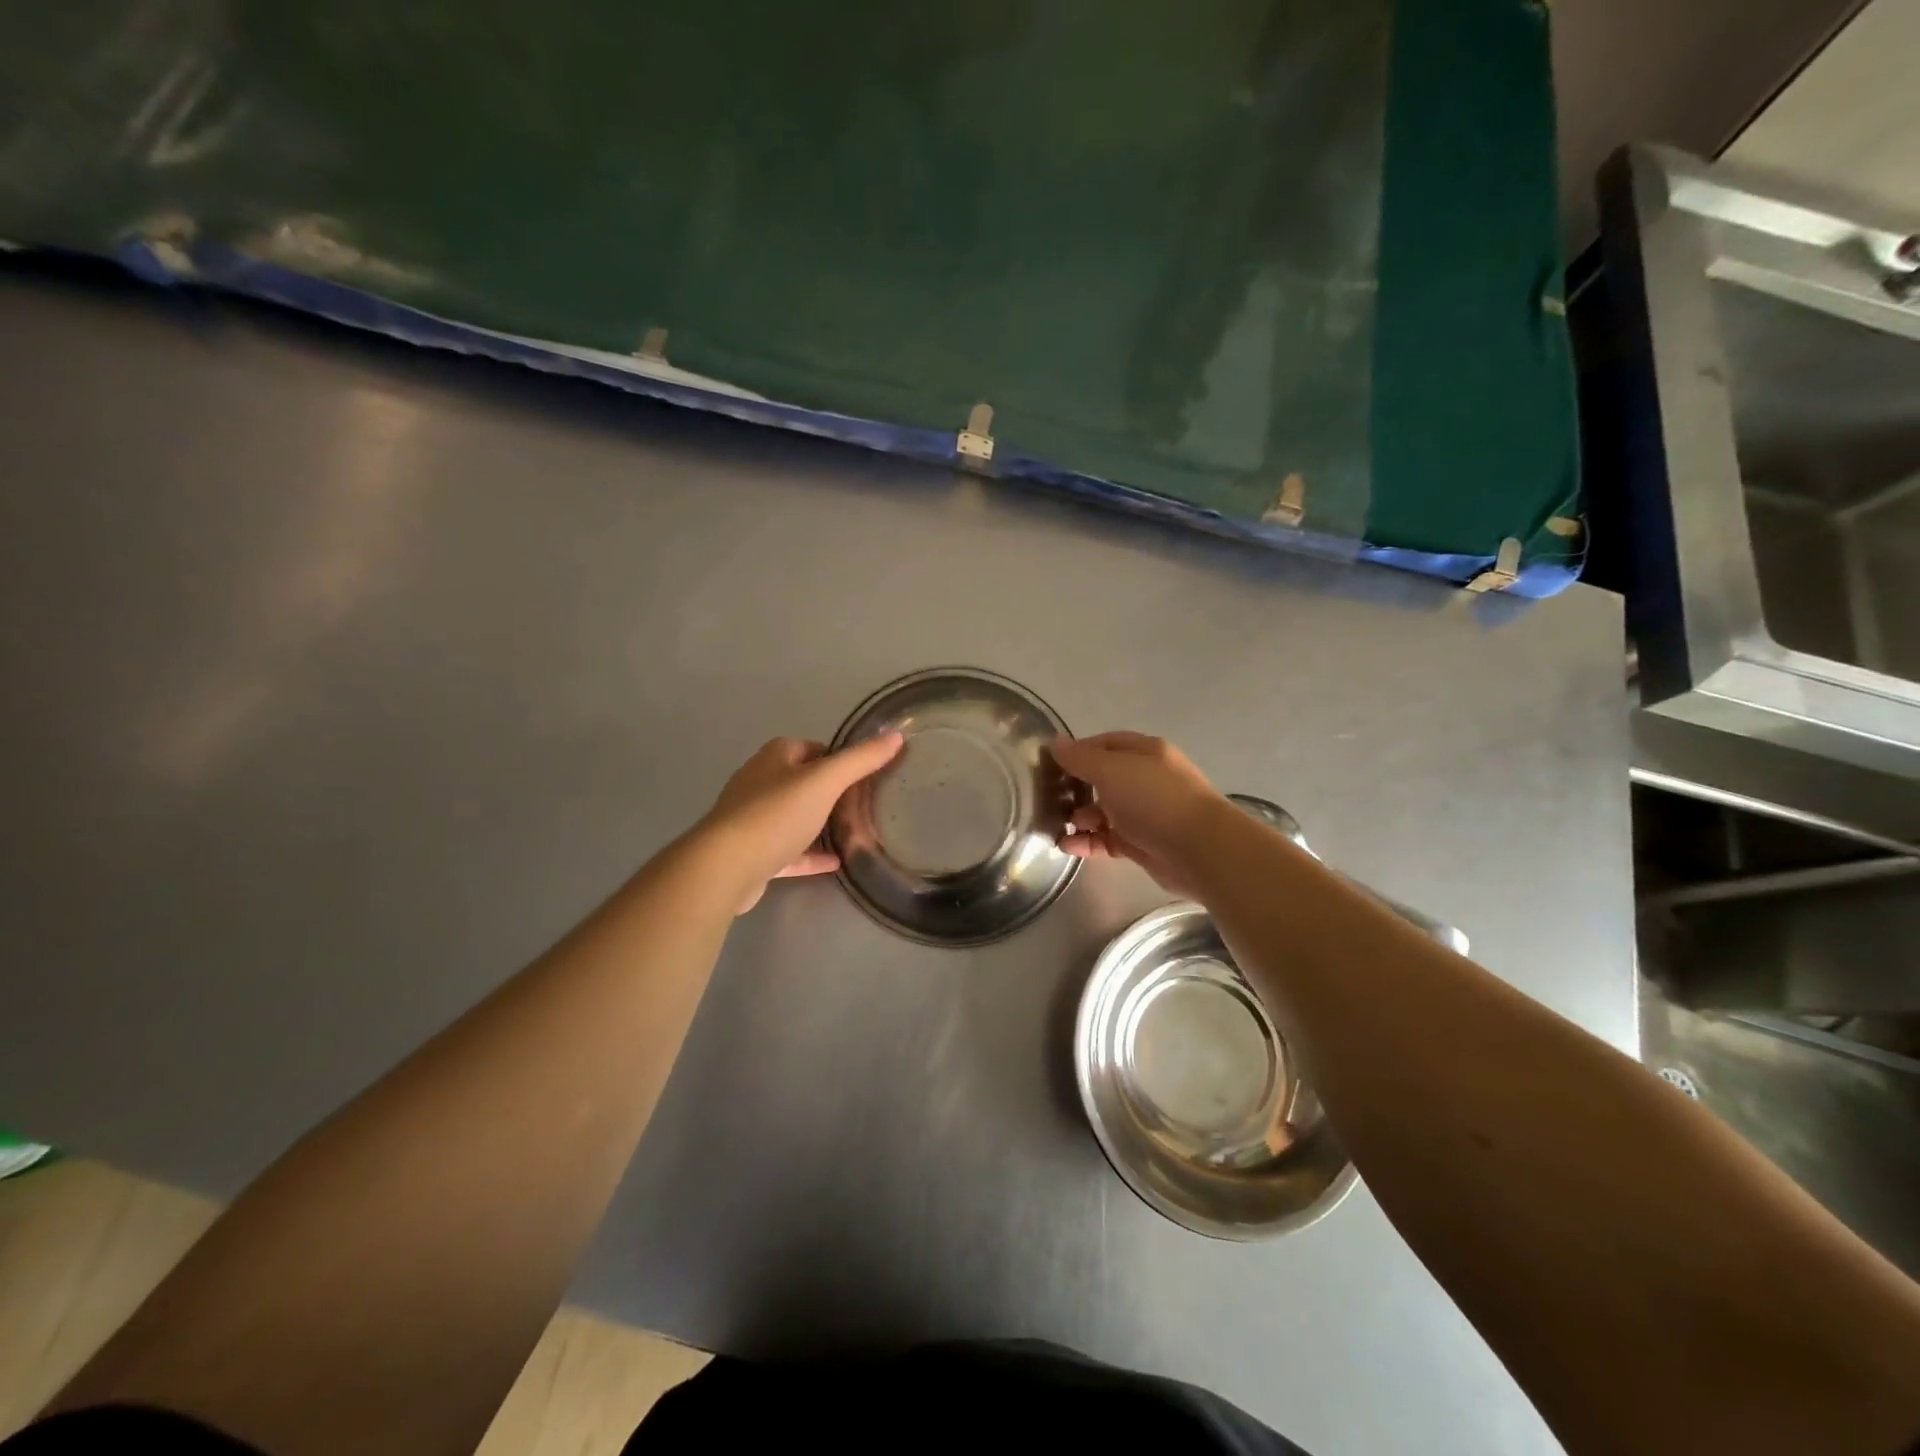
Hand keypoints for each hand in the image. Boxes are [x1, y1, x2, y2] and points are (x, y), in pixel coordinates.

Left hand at [698, 733, 904, 912]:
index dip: (837, 757)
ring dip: (819, 823)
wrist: (726, 866)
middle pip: (801, 781)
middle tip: (864, 804)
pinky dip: (810, 854)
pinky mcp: (753, 853)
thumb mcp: (826, 781)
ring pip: (793, 816)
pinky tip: (836, 862)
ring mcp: (753, 819)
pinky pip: (789, 850)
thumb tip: (895, 735)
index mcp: (774, 758)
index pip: (811, 747)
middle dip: (830, 791)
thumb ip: (861, 760)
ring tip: (853, 832)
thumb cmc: (776, 814)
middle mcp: (760, 783)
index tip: (864, 774)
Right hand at [1052, 732, 1229, 895]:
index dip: (1077, 751)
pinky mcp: (1143, 843)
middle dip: (1076, 787)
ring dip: (1080, 818)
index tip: (1049, 765)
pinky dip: (1088, 842)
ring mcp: (1145, 812)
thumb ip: (1080, 758)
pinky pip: (1108, 839)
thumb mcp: (1111, 770)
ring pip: (1104, 811)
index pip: (1104, 744)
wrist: (1200, 849)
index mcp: (1144, 752)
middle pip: (1103, 778)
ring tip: (1059, 826)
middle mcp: (1146, 779)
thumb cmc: (1154, 799)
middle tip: (1049, 798)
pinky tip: (1067, 847)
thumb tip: (1055, 742)